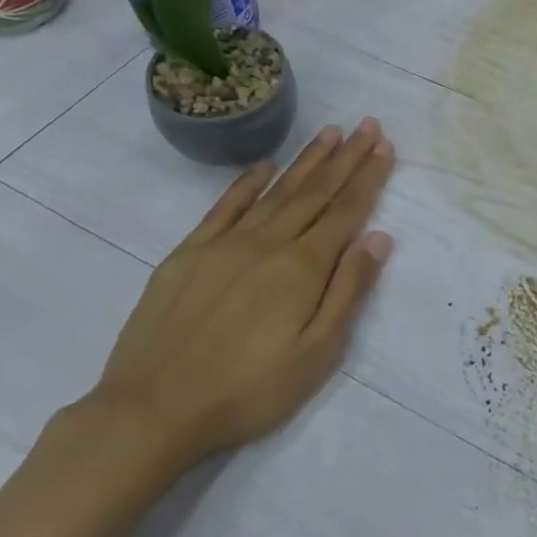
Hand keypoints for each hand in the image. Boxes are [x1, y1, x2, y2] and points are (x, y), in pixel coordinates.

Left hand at [87, 118, 395, 471]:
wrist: (151, 411)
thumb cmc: (247, 392)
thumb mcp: (315, 355)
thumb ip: (348, 291)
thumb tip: (378, 238)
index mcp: (301, 268)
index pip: (345, 212)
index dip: (368, 178)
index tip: (385, 146)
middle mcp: (266, 244)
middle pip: (314, 192)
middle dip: (346, 158)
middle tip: (367, 125)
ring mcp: (223, 245)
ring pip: (275, 192)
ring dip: (306, 161)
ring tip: (330, 133)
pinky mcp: (187, 254)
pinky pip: (224, 207)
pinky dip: (246, 183)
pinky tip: (264, 166)